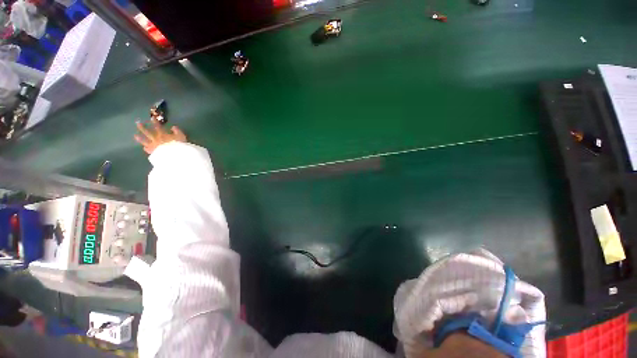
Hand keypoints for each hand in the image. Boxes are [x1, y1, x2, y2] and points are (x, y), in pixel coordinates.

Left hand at [134, 121, 186, 154]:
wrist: (174, 155)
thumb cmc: (179, 145)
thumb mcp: (181, 136)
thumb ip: (177, 131)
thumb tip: (173, 127)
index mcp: (162, 134)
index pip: (158, 126)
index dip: (155, 122)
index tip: (152, 117)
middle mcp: (156, 138)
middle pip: (148, 132)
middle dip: (142, 127)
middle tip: (137, 123)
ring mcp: (153, 145)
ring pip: (144, 141)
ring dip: (140, 138)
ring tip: (135, 135)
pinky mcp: (152, 151)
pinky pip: (147, 149)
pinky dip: (145, 148)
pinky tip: (144, 147)